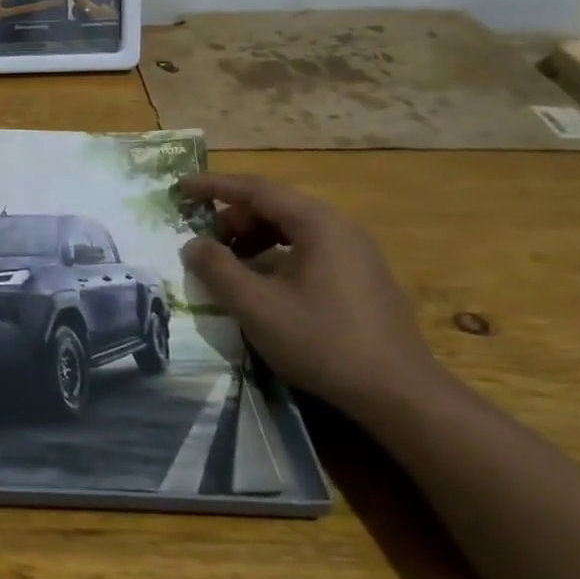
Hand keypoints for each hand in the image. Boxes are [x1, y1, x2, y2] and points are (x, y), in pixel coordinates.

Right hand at [178, 172, 449, 418]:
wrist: (399, 393)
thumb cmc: (323, 341)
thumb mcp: (257, 307)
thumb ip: (218, 269)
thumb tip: (193, 244)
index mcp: (318, 224)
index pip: (256, 189)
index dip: (214, 185)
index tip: (180, 187)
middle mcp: (340, 228)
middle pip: (276, 205)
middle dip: (233, 216)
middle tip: (203, 238)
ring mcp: (356, 252)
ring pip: (293, 228)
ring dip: (253, 236)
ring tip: (228, 262)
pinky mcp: (361, 277)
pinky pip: (308, 248)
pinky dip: (275, 253)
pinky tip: (262, 283)